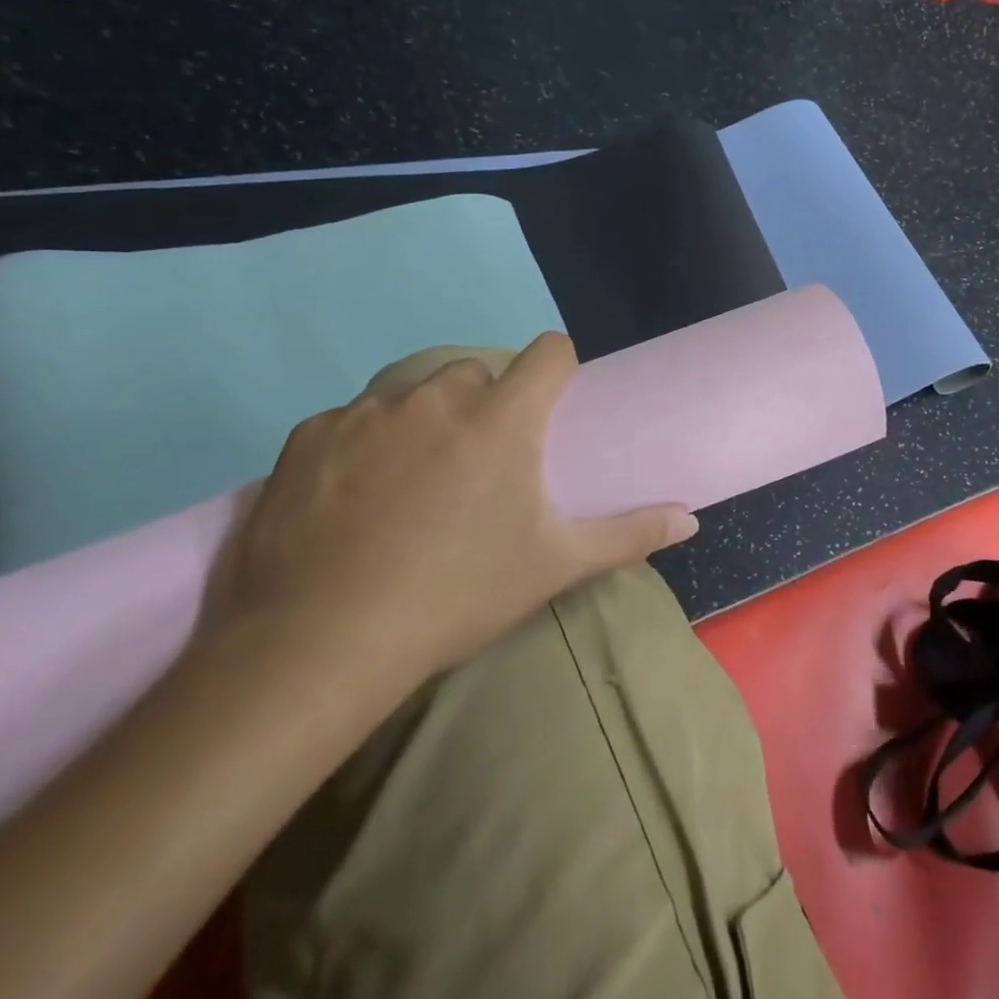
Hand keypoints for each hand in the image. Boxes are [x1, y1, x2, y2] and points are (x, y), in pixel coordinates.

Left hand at [200, 334, 698, 698]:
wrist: (318, 647)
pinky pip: (350, 422)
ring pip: (411, 396)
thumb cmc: (458, 595)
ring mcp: (365, 412)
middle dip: (486, 404)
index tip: (553, 406)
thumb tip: (692, 519)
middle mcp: (435, 396)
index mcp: (501, 418)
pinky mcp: (307, 436)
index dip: (557, 370)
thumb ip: (629, 534)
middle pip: (476, 373)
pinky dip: (361, 446)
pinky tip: (352, 501)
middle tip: (480, 465)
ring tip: (412, 487)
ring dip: (423, 423)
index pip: (547, 352)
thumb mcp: (554, 565)